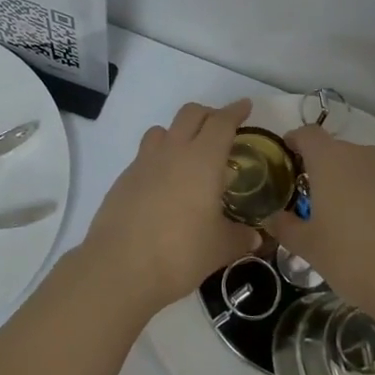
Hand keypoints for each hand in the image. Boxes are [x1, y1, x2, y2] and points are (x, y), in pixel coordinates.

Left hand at [79, 99, 261, 316]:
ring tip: (190, 155)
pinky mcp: (124, 178)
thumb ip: (239, 237)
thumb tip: (255, 236)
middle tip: (223, 129)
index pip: (221, 122)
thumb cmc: (179, 253)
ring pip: (164, 129)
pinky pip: (146, 154)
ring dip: (180, 132)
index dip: (236, 111)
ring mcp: (144, 162)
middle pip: (191, 114)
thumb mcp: (219, 248)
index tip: (246, 107)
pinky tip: (166, 185)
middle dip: (209, 114)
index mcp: (202, 160)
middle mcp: (173, 151)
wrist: (119, 267)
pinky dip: (160, 157)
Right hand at [263, 125, 374, 326]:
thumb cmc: (353, 259)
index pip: (307, 134)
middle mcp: (366, 155)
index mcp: (331, 161)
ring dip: (361, 187)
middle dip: (329, 173)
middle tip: (323, 206)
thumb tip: (273, 217)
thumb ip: (286, 227)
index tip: (290, 160)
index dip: (296, 142)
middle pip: (340, 153)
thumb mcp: (309, 248)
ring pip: (371, 170)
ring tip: (359, 224)